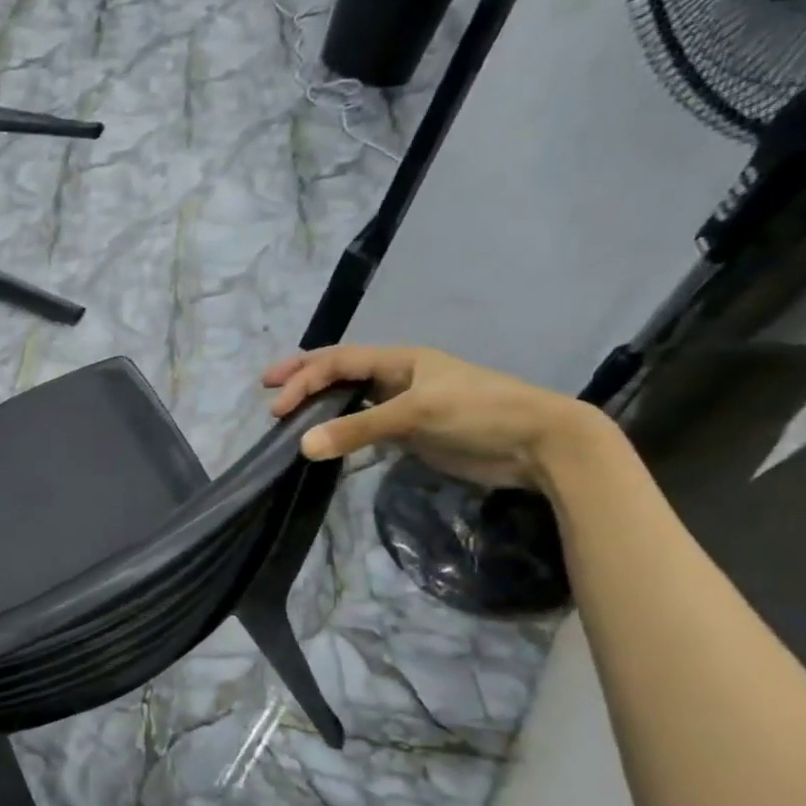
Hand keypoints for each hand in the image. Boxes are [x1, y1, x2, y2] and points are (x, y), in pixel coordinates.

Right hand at [262, 344, 610, 491]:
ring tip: (289, 415)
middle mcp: (397, 377)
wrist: (537, 444)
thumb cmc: (479, 413)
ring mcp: (404, 405)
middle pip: (340, 371)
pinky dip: (340, 430)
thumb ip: (358, 429)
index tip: (276, 406)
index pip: (338, 361)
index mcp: (399, 359)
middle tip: (268, 388)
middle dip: (303, 377)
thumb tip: (302, 446)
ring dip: (320, 404)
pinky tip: (325, 439)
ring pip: (350, 399)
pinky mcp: (411, 433)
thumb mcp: (416, 415)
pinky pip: (365, 426)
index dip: (303, 378)